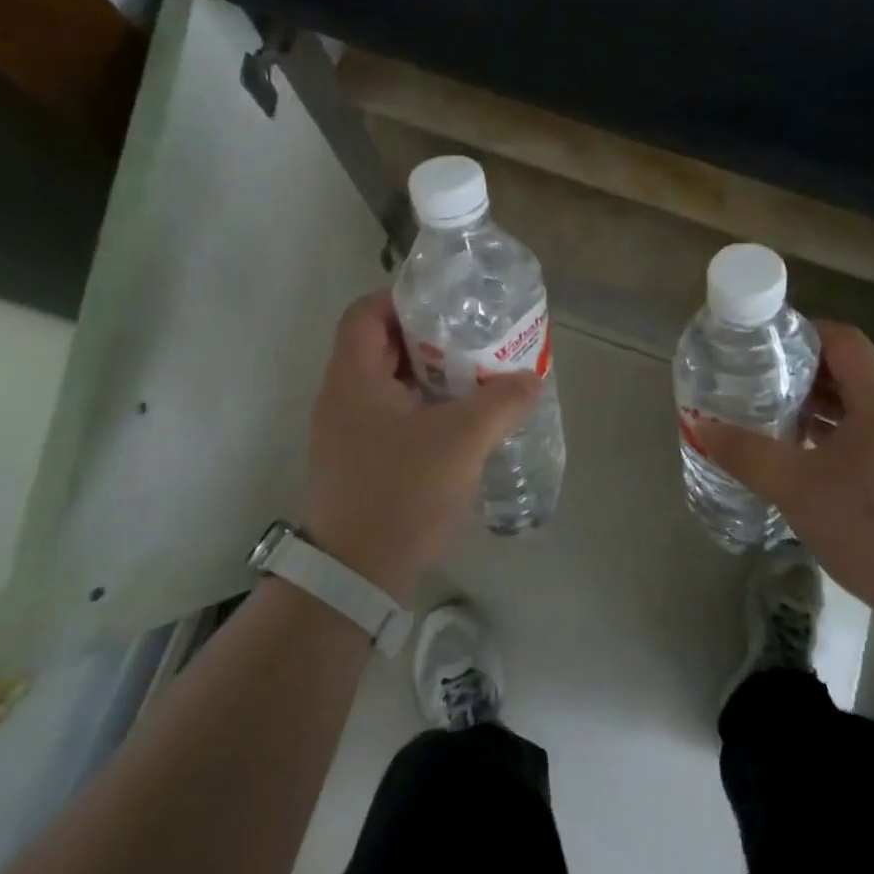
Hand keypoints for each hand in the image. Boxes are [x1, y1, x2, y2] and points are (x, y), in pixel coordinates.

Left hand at [305, 290, 540, 600]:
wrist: (356, 575)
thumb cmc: (401, 492)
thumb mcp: (461, 440)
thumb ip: (500, 402)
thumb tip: (530, 378)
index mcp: (353, 378)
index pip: (366, 312)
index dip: (403, 298)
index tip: (448, 304)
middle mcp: (342, 397)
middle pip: (380, 345)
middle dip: (427, 338)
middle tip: (473, 340)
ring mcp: (347, 431)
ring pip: (388, 383)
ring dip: (428, 375)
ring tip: (474, 376)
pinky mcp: (359, 460)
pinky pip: (391, 414)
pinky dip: (423, 407)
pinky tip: (460, 422)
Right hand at [692, 321, 873, 632]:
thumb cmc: (868, 526)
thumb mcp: (796, 487)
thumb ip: (748, 454)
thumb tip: (703, 428)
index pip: (844, 339)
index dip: (804, 332)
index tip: (764, 344)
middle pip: (846, 370)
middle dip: (800, 370)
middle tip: (755, 378)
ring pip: (852, 405)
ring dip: (812, 404)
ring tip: (768, 412)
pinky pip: (859, 434)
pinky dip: (826, 432)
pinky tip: (796, 454)